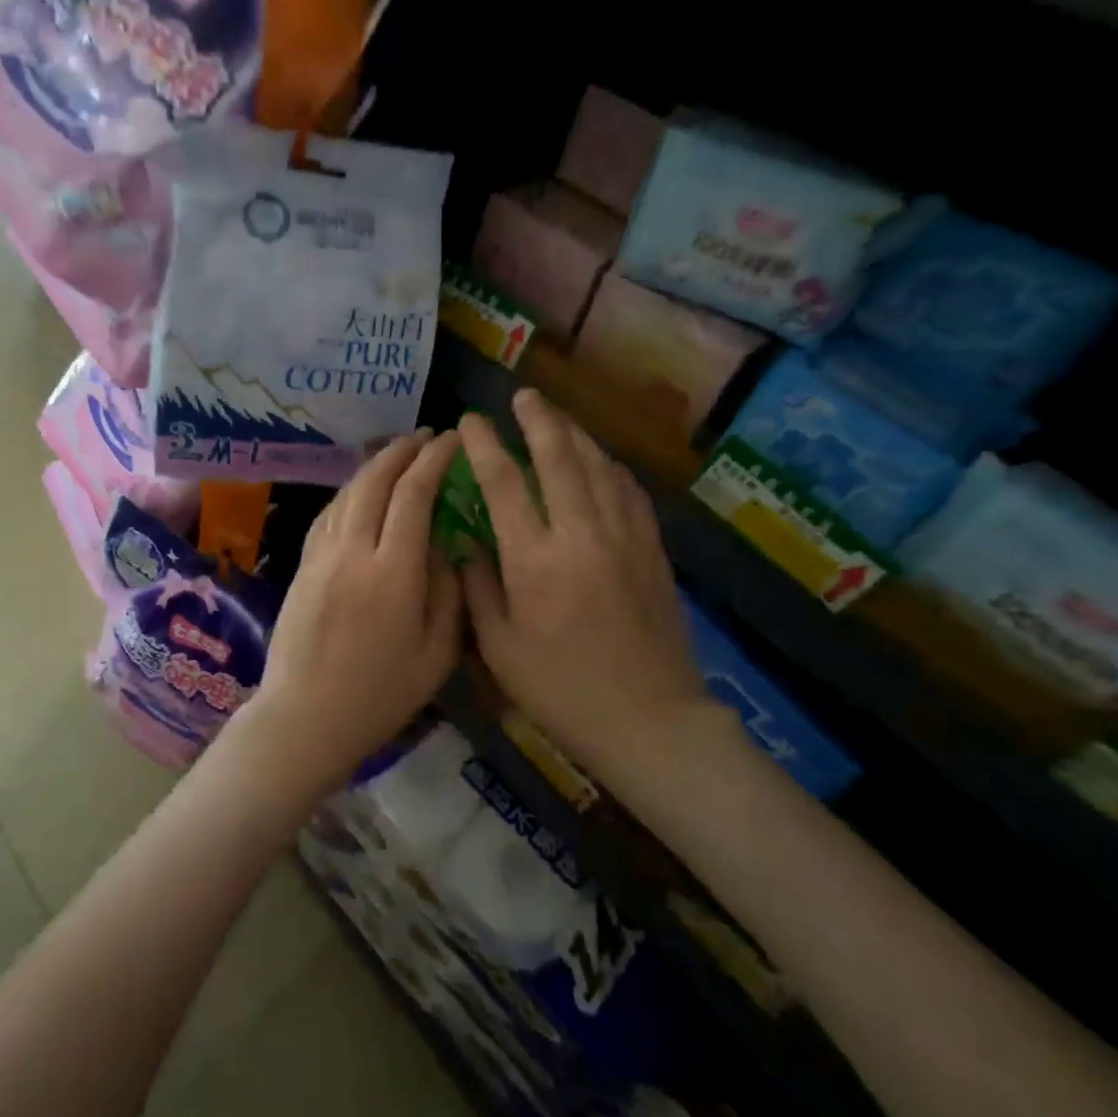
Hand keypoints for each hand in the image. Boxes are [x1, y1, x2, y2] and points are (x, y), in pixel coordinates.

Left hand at [240, 429, 465, 794]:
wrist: (304, 718)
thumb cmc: (380, 696)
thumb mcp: (437, 655)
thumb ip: (448, 593)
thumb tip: (449, 545)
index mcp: (393, 573)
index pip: (414, 496)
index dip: (434, 461)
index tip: (452, 441)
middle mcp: (353, 552)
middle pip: (375, 482)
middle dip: (402, 451)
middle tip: (426, 436)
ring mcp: (321, 556)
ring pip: (347, 493)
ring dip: (373, 466)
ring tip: (397, 453)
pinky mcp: (302, 566)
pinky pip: (327, 515)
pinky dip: (349, 493)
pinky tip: (360, 491)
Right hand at [459, 391, 708, 769]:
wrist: (650, 721)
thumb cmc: (562, 691)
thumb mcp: (500, 648)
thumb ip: (478, 587)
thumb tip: (464, 542)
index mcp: (535, 559)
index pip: (504, 482)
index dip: (485, 446)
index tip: (471, 422)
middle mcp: (581, 535)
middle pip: (559, 458)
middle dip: (538, 420)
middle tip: (523, 395)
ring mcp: (623, 538)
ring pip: (599, 467)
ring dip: (576, 434)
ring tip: (557, 417)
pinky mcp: (652, 550)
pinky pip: (630, 492)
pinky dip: (611, 467)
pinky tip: (601, 461)